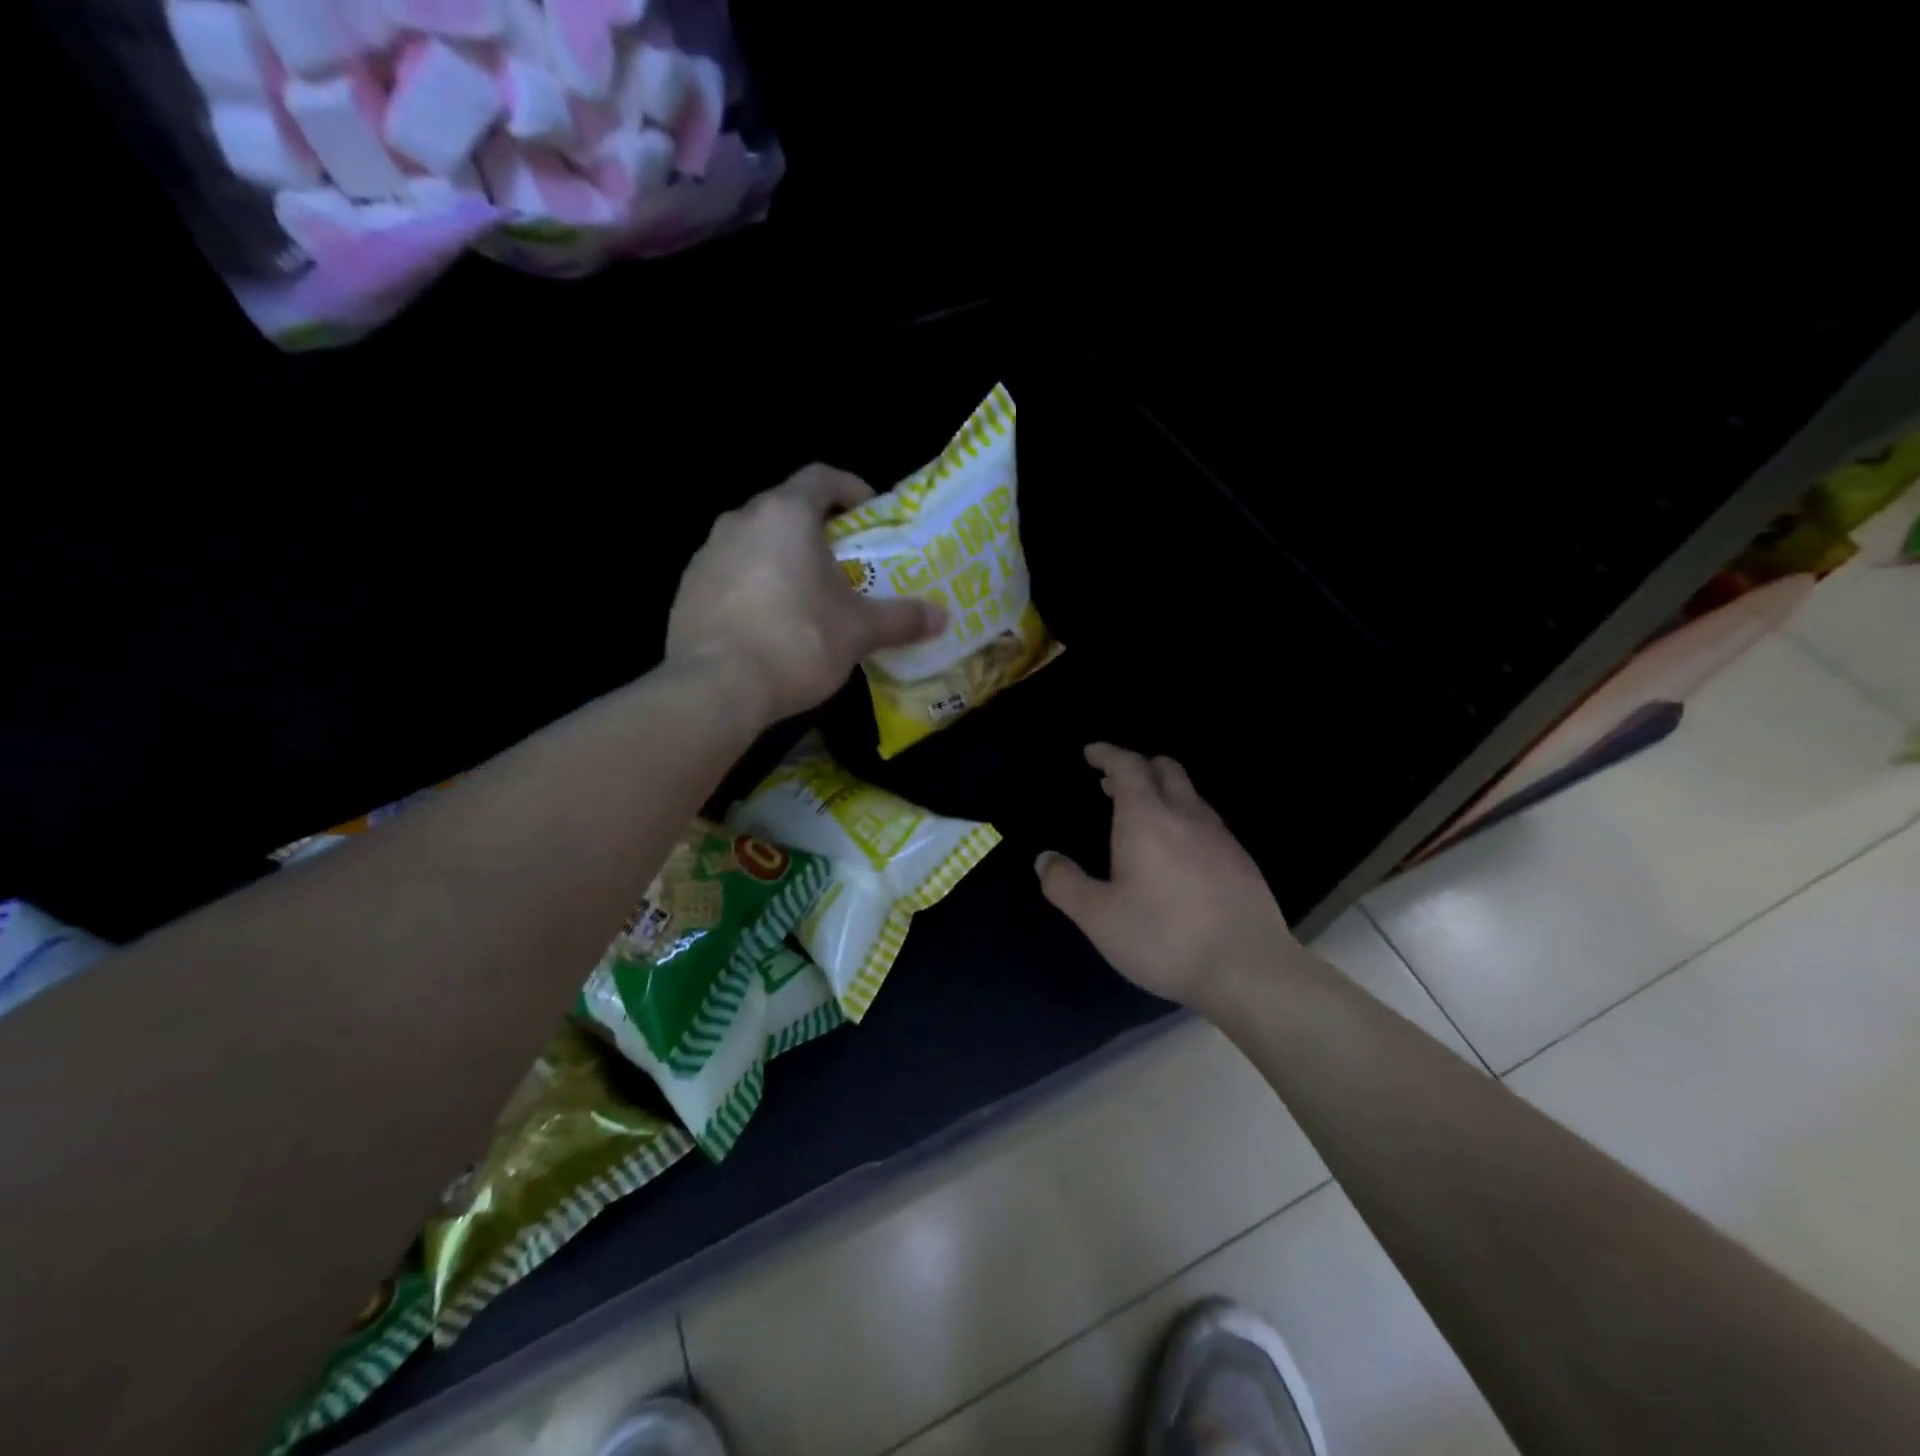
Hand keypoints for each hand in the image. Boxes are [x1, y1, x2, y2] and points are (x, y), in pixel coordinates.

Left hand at [667, 466, 944, 723]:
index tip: (870, 513)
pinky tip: (770, 623)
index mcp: (785, 515)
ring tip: (808, 595)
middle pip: (786, 509)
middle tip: (845, 562)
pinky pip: (731, 574)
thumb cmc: (796, 642)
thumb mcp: (859, 631)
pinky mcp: (687, 589)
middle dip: (818, 529)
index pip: (822, 478)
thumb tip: (943, 617)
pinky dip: (755, 585)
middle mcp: (741, 521)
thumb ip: (901, 618)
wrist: (716, 687)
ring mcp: (707, 554)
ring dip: (783, 558)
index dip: (851, 488)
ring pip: (755, 542)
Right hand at [1036, 743, 1298, 1007]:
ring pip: (1191, 796)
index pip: (1128, 766)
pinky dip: (1185, 820)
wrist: (1248, 968)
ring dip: (1163, 793)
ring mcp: (1221, 837)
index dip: (1108, 754)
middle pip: (1165, 769)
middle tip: (1111, 784)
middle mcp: (1186, 816)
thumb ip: (1066, 884)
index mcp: (1147, 819)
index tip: (1091, 753)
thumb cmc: (1163, 936)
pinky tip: (1180, 854)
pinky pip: (1208, 823)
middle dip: (1137, 766)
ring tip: (1143, 817)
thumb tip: (1044, 859)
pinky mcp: (1243, 862)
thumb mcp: (1099, 917)